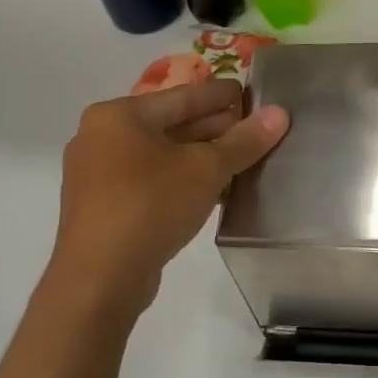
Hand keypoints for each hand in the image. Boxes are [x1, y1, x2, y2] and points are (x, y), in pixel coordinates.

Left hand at [50, 79, 288, 315]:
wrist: (98, 281)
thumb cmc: (151, 206)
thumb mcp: (207, 169)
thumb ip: (244, 140)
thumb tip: (281, 113)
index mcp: (119, 115)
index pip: (184, 96)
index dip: (224, 96)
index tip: (256, 97)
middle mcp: (101, 136)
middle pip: (172, 124)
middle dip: (215, 129)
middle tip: (255, 131)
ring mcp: (97, 173)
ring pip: (162, 154)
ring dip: (201, 157)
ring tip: (242, 160)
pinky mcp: (102, 206)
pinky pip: (150, 180)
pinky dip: (181, 179)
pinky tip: (214, 189)